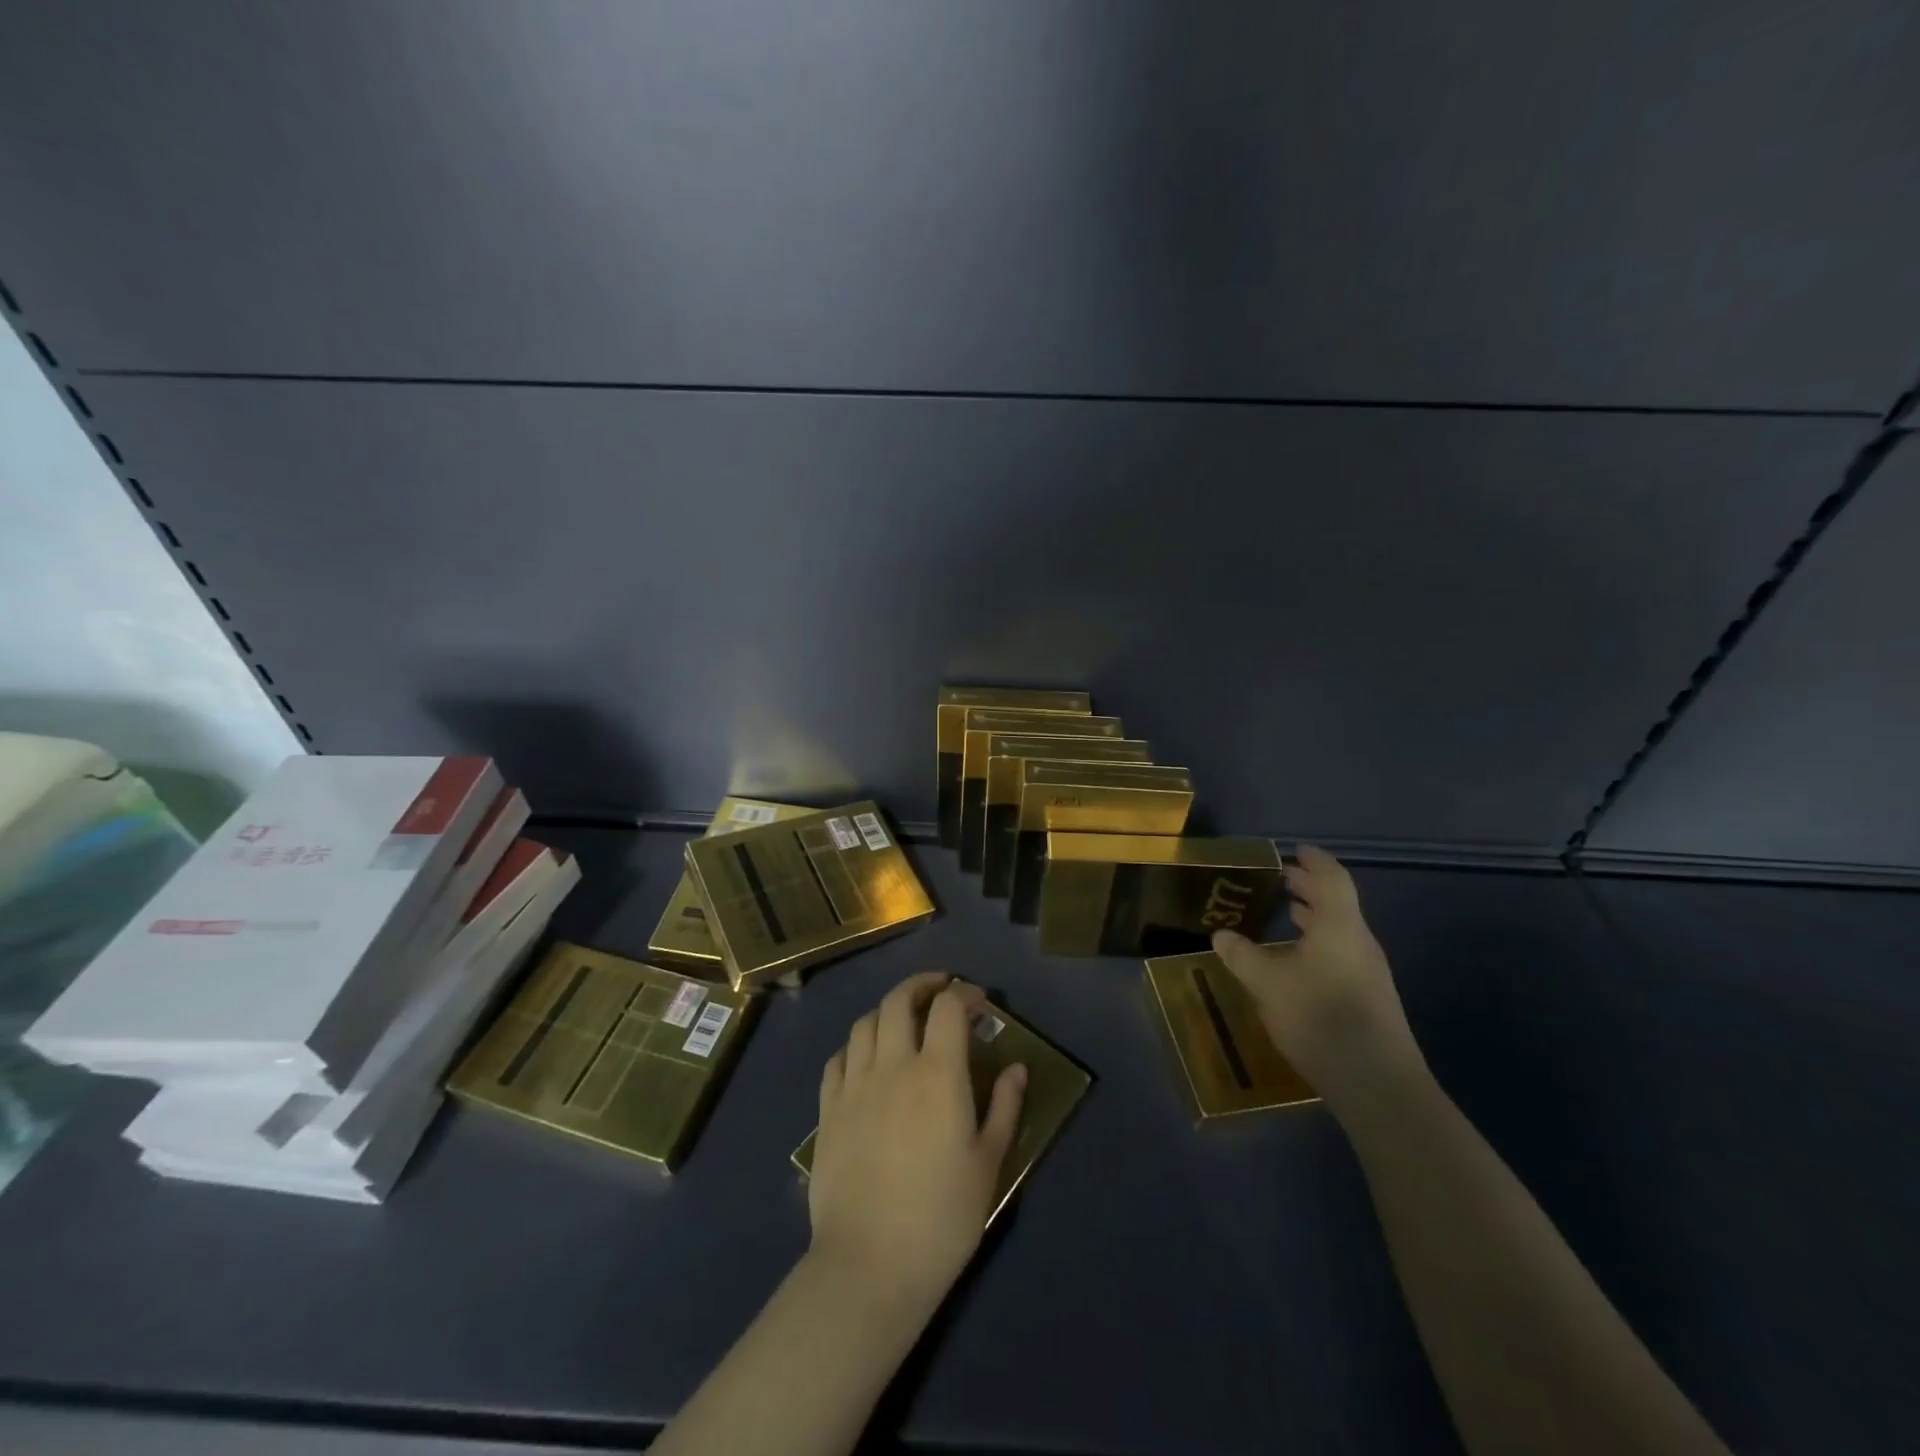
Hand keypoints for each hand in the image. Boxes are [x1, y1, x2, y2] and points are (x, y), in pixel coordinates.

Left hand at [809, 973, 1026, 1311]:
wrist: (870, 1265)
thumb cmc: (942, 1217)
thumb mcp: (988, 1164)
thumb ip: (1005, 1108)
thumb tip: (1016, 1068)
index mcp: (938, 1074)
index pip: (948, 1007)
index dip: (965, 993)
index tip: (980, 1001)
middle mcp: (893, 1065)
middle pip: (899, 1000)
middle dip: (922, 984)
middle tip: (940, 989)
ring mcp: (854, 1085)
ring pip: (865, 1022)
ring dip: (887, 1010)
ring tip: (903, 1020)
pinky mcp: (828, 1110)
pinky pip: (838, 1058)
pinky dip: (855, 1045)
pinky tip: (865, 1058)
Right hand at [1212, 845, 1424, 1110]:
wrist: (1377, 1083)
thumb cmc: (1319, 1017)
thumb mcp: (1267, 983)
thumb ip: (1242, 955)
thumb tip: (1221, 934)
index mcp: (1339, 926)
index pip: (1331, 878)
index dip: (1314, 861)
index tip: (1295, 850)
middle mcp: (1358, 941)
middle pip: (1336, 902)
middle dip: (1308, 887)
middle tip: (1279, 879)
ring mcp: (1367, 971)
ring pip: (1338, 930)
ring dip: (1313, 917)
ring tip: (1285, 913)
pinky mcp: (1368, 998)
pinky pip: (1339, 953)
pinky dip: (1317, 942)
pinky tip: (1295, 960)